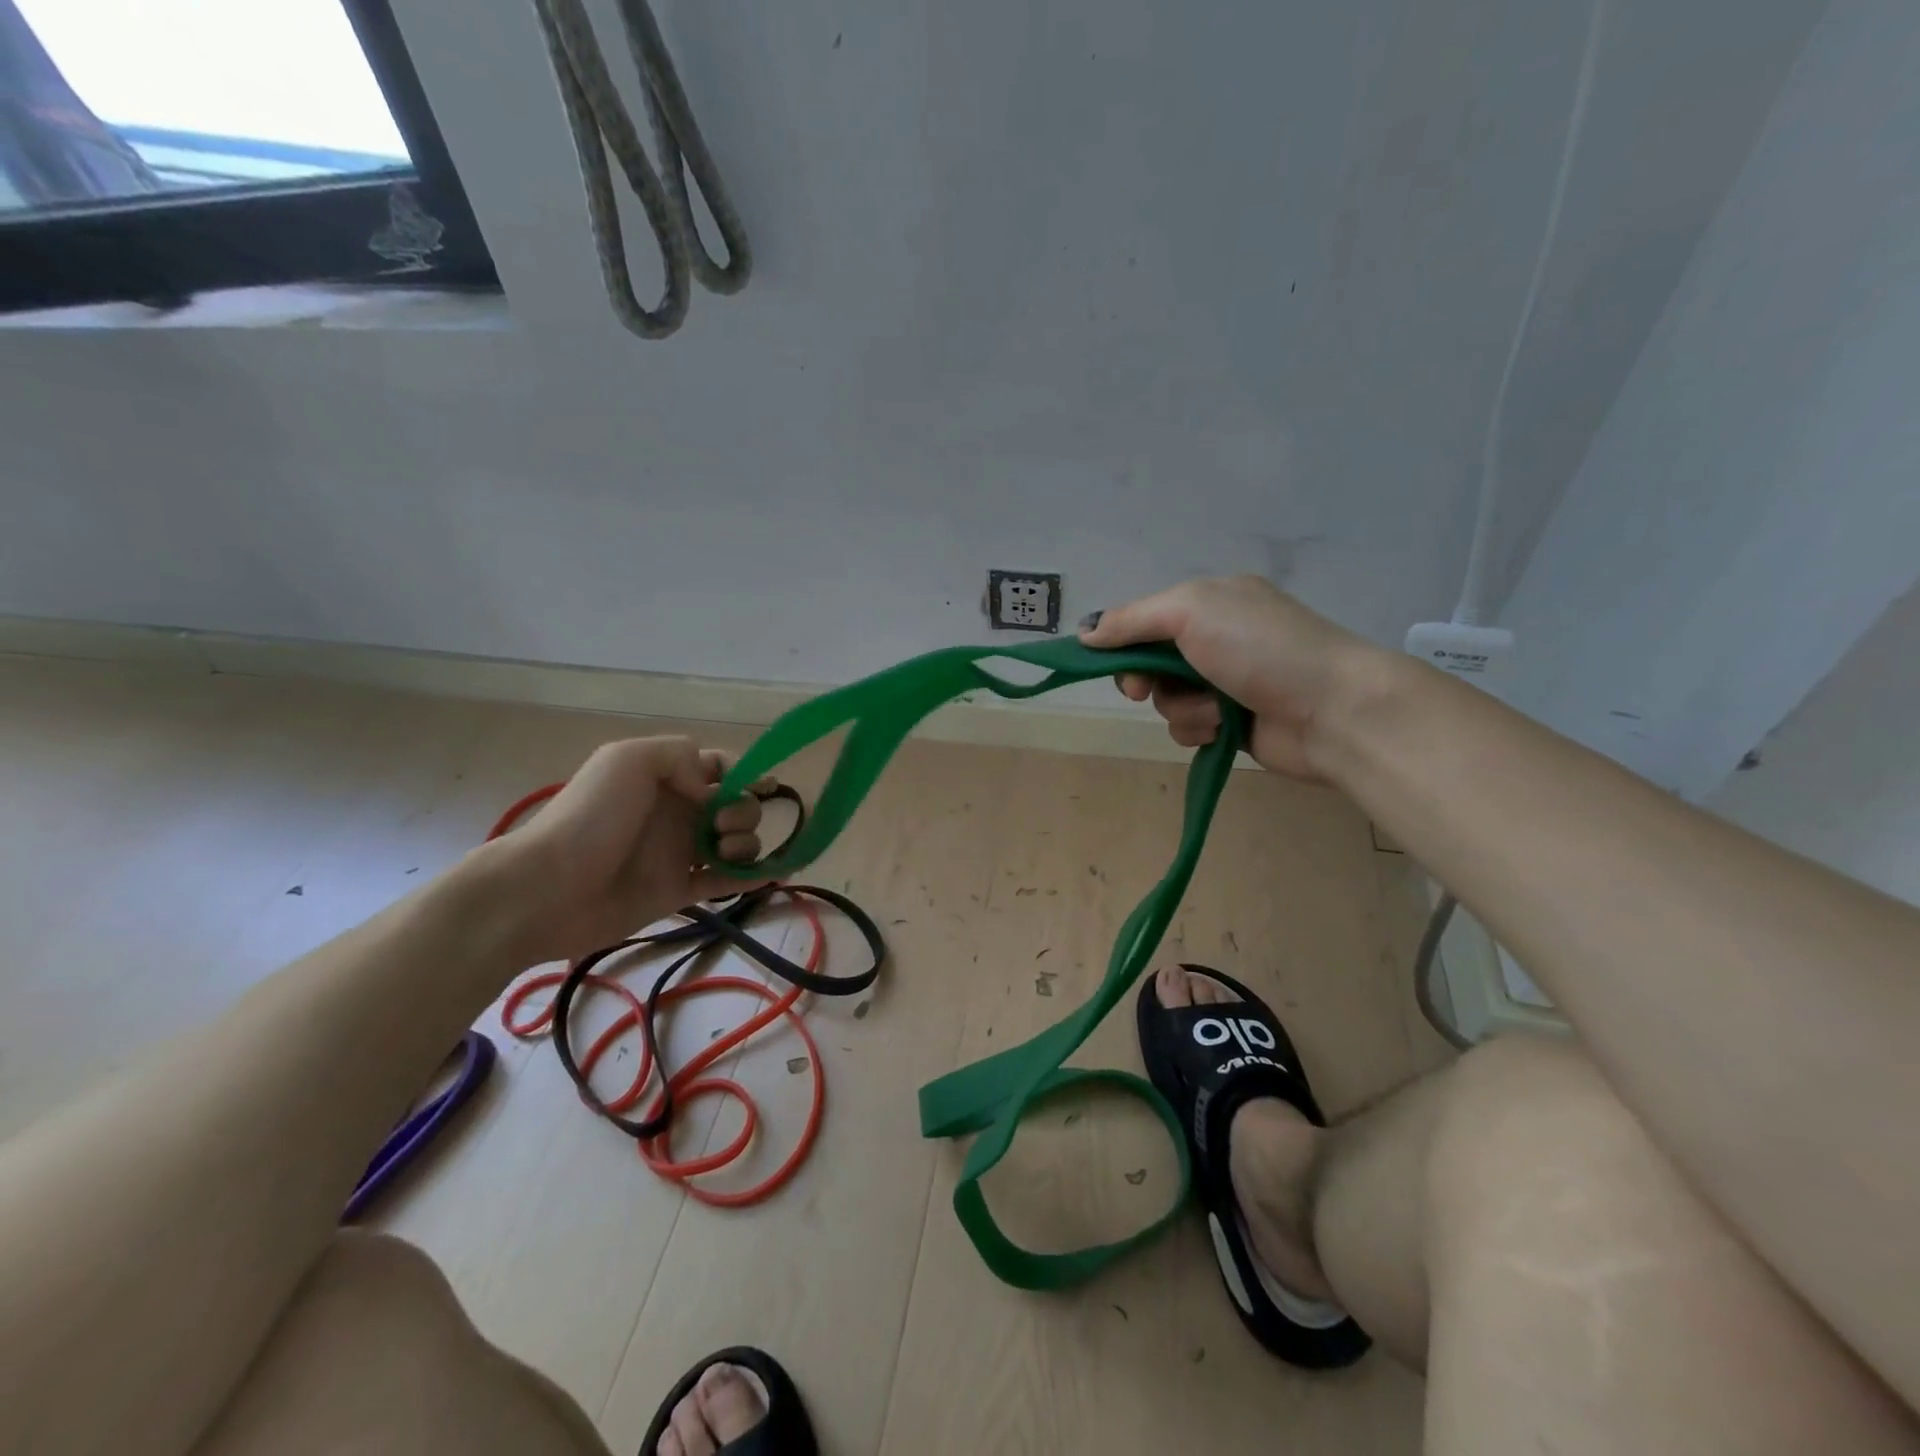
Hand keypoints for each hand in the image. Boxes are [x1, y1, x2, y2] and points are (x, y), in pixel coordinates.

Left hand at [476, 736, 769, 965]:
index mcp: (668, 778)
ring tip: (723, 854)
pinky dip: (752, 878)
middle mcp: (679, 812)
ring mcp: (681, 854)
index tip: (754, 785)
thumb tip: (709, 788)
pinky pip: (726, 883)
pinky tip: (770, 875)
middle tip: (722, 824)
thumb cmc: (589, 818)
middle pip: (736, 805)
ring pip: (737, 843)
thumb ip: (678, 754)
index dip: (742, 774)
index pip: (721, 768)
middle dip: (744, 810)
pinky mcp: (680, 891)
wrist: (547, 889)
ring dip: (747, 844)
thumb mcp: (627, 760)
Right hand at [1081, 575, 1379, 779]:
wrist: (1333, 710)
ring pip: (1167, 700)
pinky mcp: (1233, 724)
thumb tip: (1085, 633)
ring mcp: (1227, 683)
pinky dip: (1199, 729)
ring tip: (1215, 710)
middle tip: (1144, 690)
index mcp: (1212, 601)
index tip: (1111, 661)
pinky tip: (1223, 729)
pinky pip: (1188, 728)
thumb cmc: (1261, 649)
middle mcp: (1218, 639)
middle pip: (1151, 662)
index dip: (1122, 642)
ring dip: (1182, 708)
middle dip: (1145, 679)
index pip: (1146, 619)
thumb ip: (1133, 620)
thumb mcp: (1191, 612)